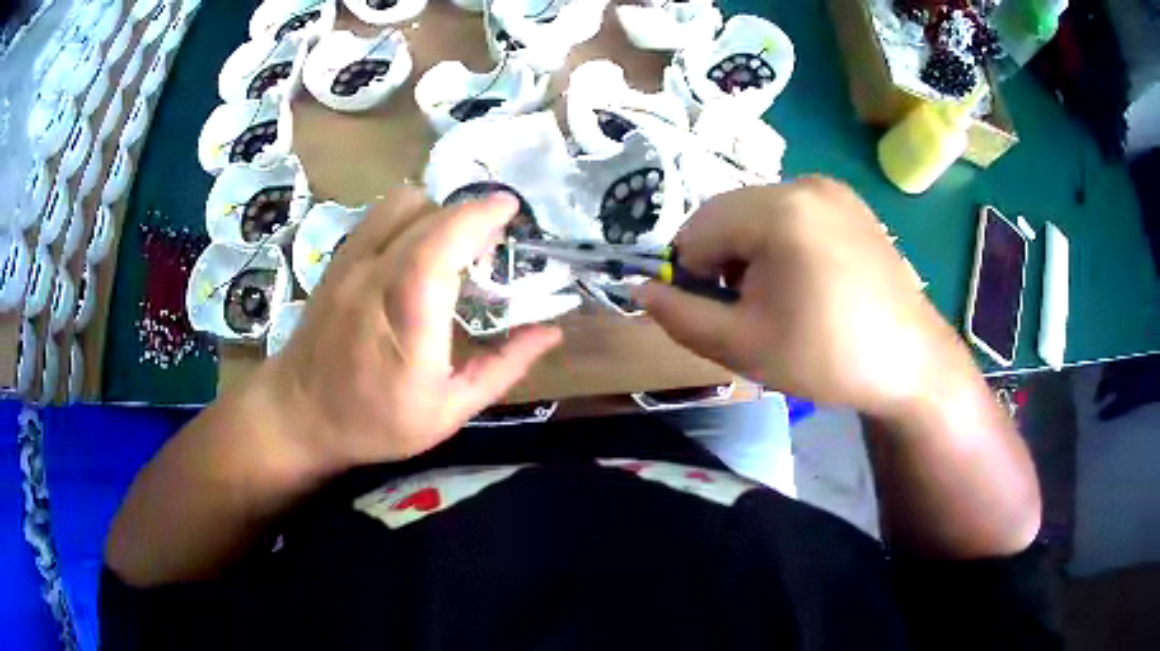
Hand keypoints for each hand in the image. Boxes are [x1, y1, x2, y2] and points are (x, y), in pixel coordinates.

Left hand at [258, 187, 561, 472]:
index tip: (511, 210)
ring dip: (438, 211)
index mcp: (408, 320)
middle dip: (470, 215)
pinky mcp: (339, 257)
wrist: (299, 413)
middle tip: (493, 242)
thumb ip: (502, 367)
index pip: (442, 245)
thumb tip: (551, 332)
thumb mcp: (448, 411)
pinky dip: (411, 215)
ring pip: (402, 203)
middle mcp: (375, 278)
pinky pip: (380, 214)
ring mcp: (351, 261)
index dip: (480, 216)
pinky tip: (418, 246)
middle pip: (429, 214)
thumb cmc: (375, 421)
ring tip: (454, 242)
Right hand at [634, 178, 976, 417]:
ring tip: (783, 295)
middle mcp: (803, 183)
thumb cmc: (827, 357)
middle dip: (724, 260)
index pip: (697, 230)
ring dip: (751, 250)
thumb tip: (640, 291)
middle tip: (754, 308)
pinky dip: (782, 241)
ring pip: (758, 212)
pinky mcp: (850, 202)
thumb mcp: (742, 346)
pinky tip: (809, 278)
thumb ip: (680, 317)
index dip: (695, 277)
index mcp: (778, 210)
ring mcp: (831, 189)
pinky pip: (792, 212)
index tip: (725, 314)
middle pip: (728, 215)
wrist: (910, 362)